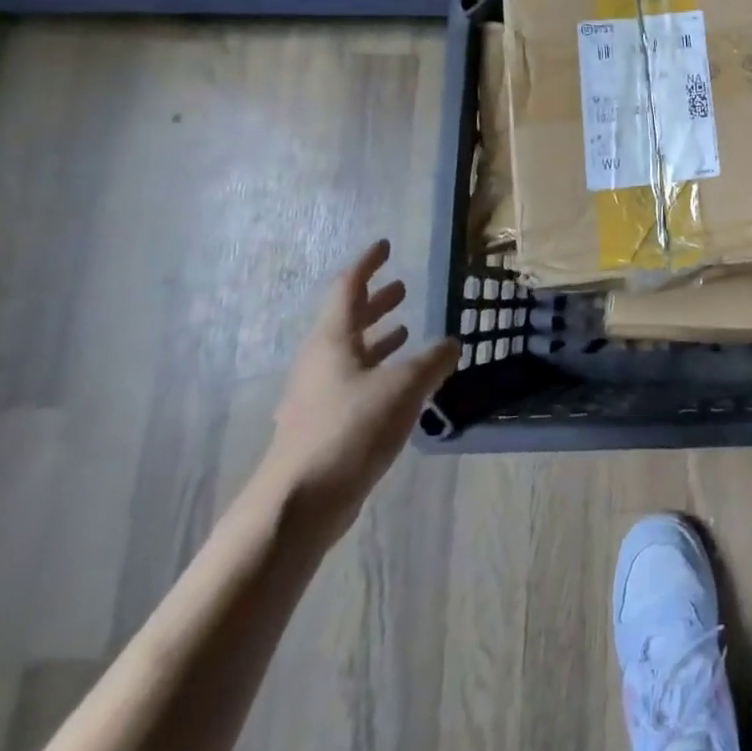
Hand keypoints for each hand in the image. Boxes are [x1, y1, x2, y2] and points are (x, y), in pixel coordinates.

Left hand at [260, 239, 457, 544]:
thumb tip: (452, 343)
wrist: (299, 505)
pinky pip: (354, 384)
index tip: (383, 246)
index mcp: (332, 342)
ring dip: (378, 339)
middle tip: (400, 287)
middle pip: (347, 322)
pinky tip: (401, 385)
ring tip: (406, 330)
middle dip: (375, 303)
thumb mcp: (404, 386)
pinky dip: (378, 373)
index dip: (367, 265)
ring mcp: (318, 398)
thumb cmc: (350, 429)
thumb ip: (432, 360)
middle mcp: (320, 363)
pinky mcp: (323, 428)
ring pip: (351, 355)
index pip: (348, 289)